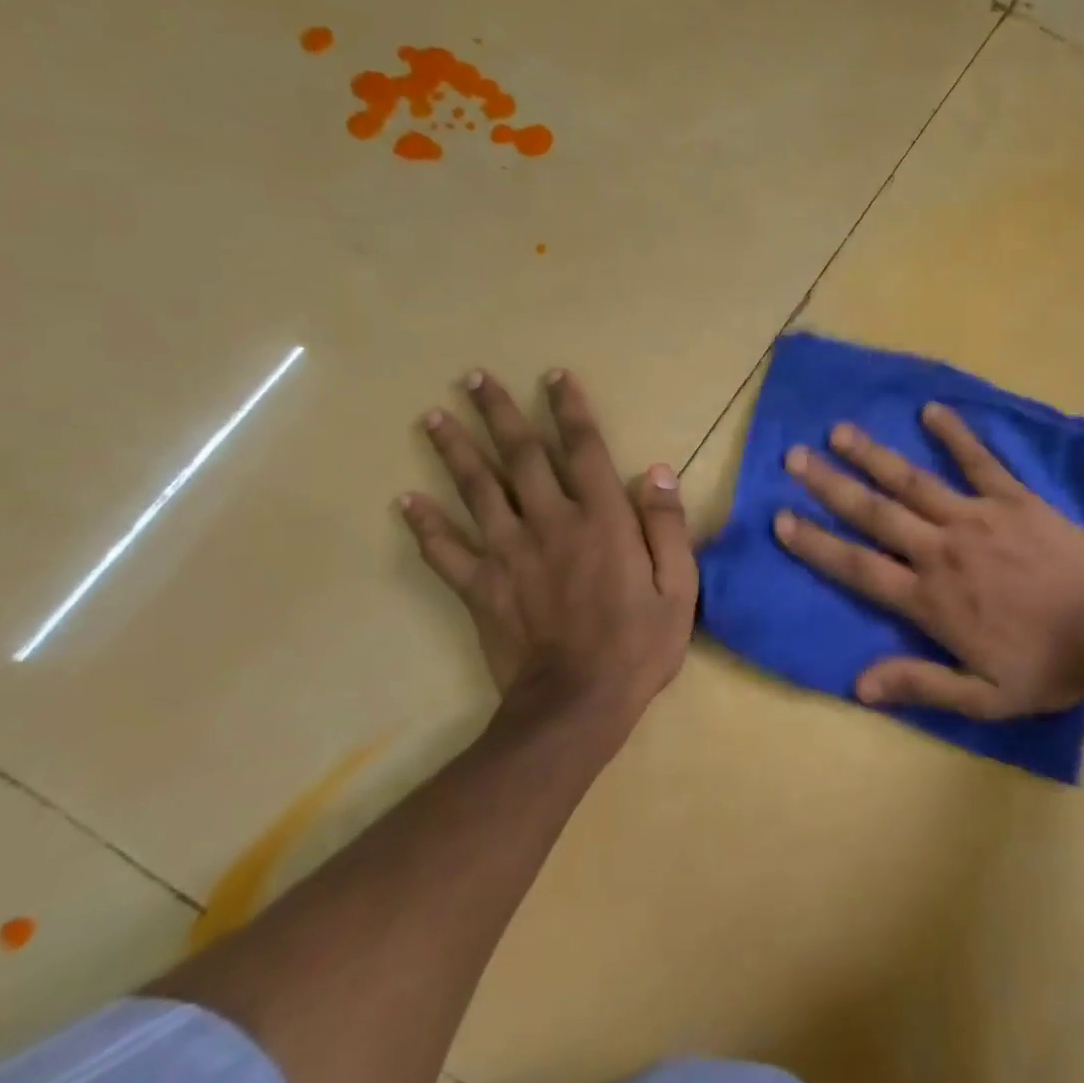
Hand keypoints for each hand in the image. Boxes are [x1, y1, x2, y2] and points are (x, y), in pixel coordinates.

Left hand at [399, 369, 695, 748]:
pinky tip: (404, 500)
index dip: (569, 410)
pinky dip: (424, 524)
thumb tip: (655, 472)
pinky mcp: (480, 587)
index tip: (554, 376)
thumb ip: (666, 526)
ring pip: (476, 490)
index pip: (583, 450)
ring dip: (454, 450)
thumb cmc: (638, 645)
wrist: (576, 706)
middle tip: (474, 378)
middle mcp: (551, 523)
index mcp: (602, 520)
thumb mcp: (678, 587)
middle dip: (499, 413)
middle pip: (520, 457)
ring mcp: (509, 554)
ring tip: (432, 417)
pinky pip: (445, 550)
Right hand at [774, 402, 1083, 717]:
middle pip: (875, 513)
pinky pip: (979, 461)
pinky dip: (955, 435)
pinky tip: (931, 410)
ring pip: (914, 481)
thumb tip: (859, 685)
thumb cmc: (1044, 667)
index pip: (858, 568)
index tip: (781, 518)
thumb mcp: (982, 697)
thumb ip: (921, 685)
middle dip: (830, 485)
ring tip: (839, 431)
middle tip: (794, 457)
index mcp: (929, 599)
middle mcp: (941, 550)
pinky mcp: (1013, 499)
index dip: (816, 544)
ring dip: (874, 455)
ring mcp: (977, 518)